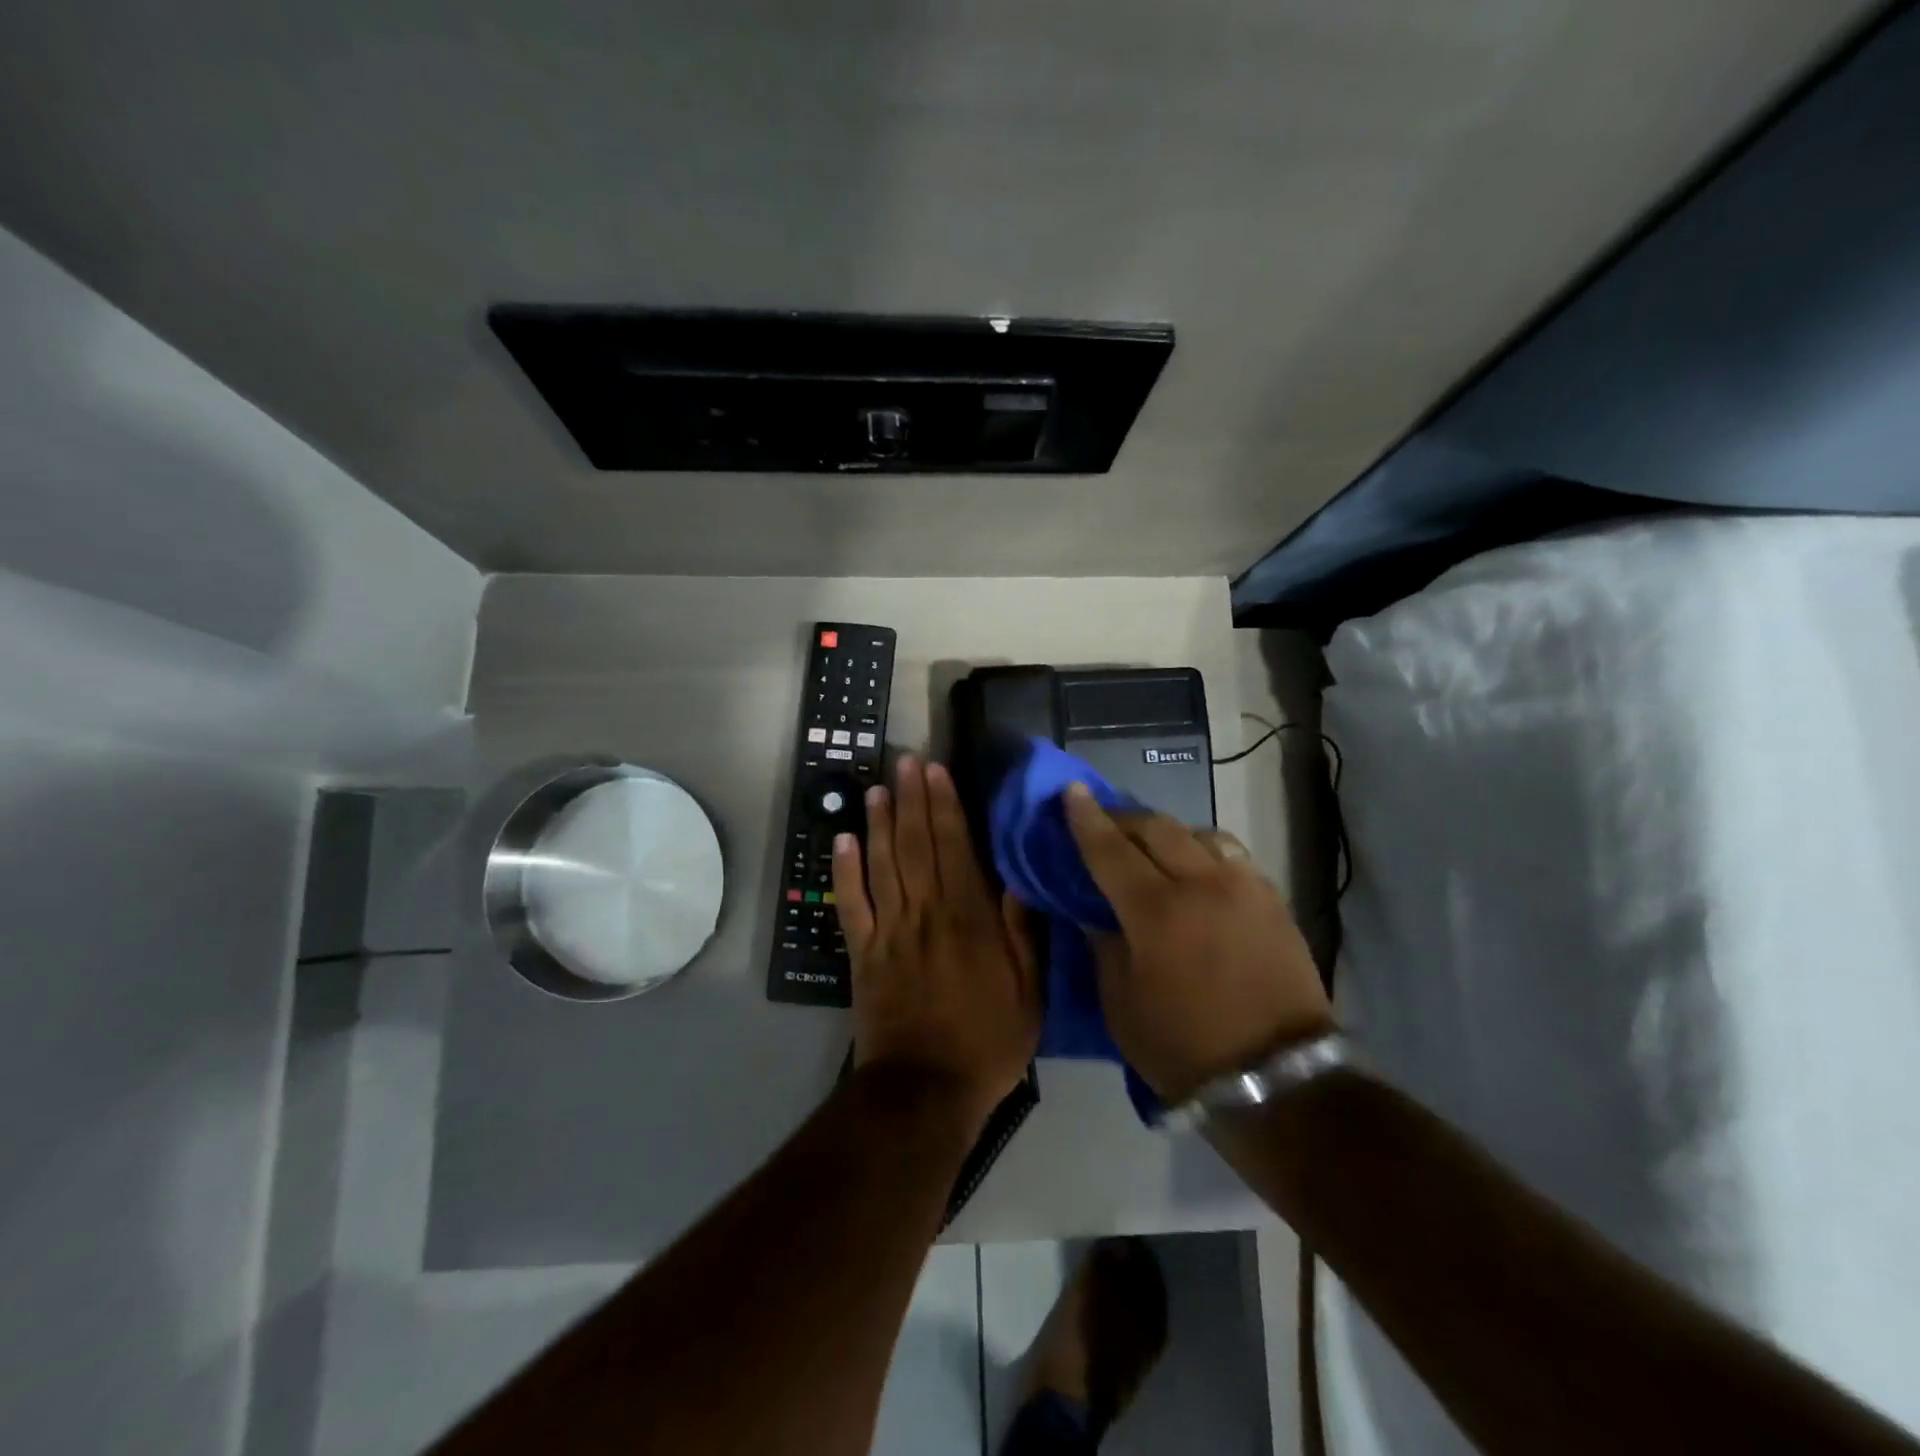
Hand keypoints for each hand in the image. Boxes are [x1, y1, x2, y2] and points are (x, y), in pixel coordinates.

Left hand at [833, 755, 1041, 1130]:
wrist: (925, 1090)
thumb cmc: (986, 1041)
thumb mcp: (1028, 992)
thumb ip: (1023, 933)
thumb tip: (1017, 879)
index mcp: (969, 918)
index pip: (955, 848)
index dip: (945, 805)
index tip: (936, 771)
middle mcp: (926, 912)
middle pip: (916, 844)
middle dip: (912, 799)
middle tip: (906, 761)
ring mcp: (889, 930)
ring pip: (882, 863)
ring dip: (879, 822)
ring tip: (877, 787)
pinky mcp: (862, 951)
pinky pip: (850, 902)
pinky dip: (844, 869)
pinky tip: (843, 839)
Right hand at [1063, 784, 1332, 1102]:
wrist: (1278, 1081)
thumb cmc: (1184, 1048)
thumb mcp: (1121, 1005)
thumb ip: (1103, 947)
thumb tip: (1094, 914)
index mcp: (1156, 911)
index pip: (1110, 849)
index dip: (1086, 818)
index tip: (1071, 791)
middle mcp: (1202, 884)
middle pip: (1156, 828)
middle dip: (1124, 818)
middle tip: (1104, 821)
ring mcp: (1244, 887)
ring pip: (1199, 833)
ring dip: (1167, 832)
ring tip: (1152, 847)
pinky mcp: (1273, 900)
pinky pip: (1232, 855)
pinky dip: (1204, 851)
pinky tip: (1197, 868)